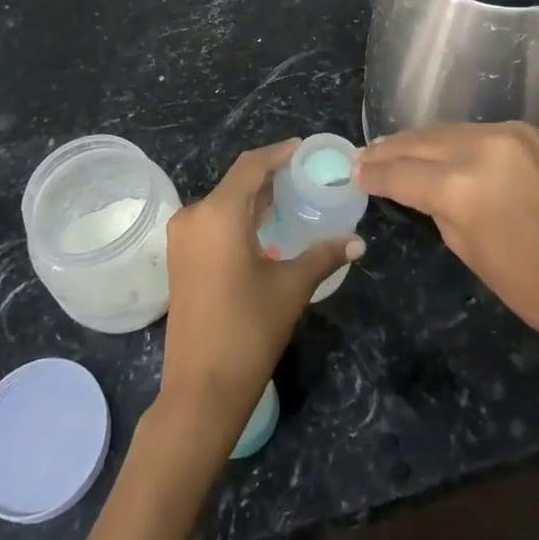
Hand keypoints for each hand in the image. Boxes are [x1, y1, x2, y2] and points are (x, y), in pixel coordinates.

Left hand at [160, 140, 364, 426]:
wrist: (201, 391)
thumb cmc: (248, 331)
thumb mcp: (291, 288)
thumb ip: (323, 256)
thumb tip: (358, 241)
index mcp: (218, 214)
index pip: (250, 166)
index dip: (278, 153)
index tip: (303, 148)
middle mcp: (193, 216)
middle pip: (235, 182)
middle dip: (269, 175)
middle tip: (304, 174)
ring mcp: (182, 239)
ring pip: (222, 202)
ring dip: (253, 197)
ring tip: (289, 196)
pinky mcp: (180, 259)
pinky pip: (212, 222)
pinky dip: (238, 216)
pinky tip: (264, 226)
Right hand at [356, 122, 538, 360]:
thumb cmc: (534, 288)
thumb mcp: (469, 252)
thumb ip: (435, 208)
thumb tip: (412, 187)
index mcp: (461, 187)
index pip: (401, 173)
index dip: (373, 174)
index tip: (353, 173)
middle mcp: (481, 148)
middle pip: (420, 141)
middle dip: (389, 149)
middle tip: (364, 157)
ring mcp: (509, 134)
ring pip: (447, 130)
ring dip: (418, 141)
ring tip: (394, 149)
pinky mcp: (530, 133)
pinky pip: (477, 131)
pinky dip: (453, 140)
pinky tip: (439, 148)